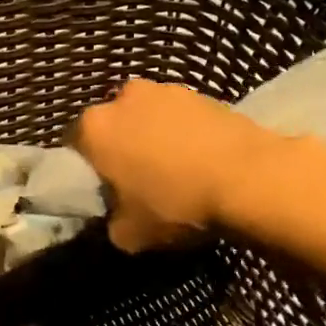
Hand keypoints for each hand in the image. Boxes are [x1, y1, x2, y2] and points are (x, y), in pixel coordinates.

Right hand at [75, 79, 289, 251]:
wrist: (250, 178)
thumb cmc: (176, 204)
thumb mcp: (129, 234)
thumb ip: (111, 222)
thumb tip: (117, 217)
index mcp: (94, 128)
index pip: (75, 148)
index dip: (89, 171)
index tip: (105, 190)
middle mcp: (122, 98)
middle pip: (112, 126)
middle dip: (120, 147)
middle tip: (138, 179)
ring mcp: (164, 90)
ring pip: (147, 118)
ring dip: (153, 137)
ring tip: (175, 169)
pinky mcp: (203, 92)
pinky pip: (180, 117)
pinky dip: (184, 133)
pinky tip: (200, 160)